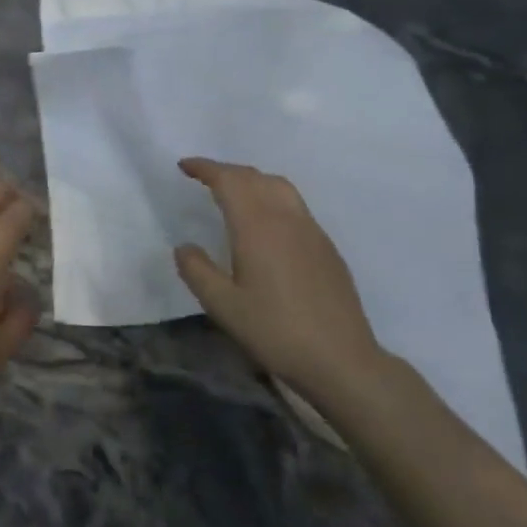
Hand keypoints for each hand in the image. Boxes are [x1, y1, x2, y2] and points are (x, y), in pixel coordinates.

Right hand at [173, 158, 386, 400]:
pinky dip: (271, 197)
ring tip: (234, 192)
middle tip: (203, 177)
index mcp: (257, 227)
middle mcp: (286, 219)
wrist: (342, 360)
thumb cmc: (275, 331)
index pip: (229, 181)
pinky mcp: (327, 248)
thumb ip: (197, 271)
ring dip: (252, 180)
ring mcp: (311, 231)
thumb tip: (184, 247)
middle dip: (226, 171)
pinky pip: (294, 205)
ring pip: (279, 187)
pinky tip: (265, 223)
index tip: (184, 166)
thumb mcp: (223, 306)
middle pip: (255, 177)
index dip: (206, 168)